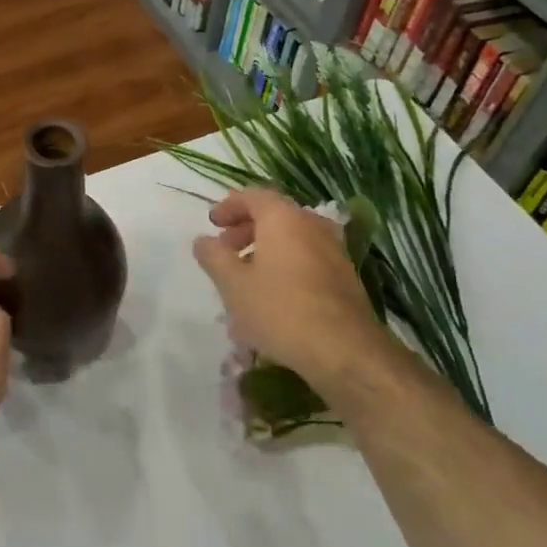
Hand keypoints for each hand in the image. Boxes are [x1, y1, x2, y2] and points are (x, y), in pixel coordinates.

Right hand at [193, 187, 394, 401]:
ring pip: (292, 238)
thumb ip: (214, 257)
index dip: (229, 206)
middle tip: (225, 250)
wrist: (344, 350)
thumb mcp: (233, 284)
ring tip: (245, 276)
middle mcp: (312, 225)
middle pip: (274, 215)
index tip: (212, 223)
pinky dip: (285, 265)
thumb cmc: (279, 310)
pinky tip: (272, 295)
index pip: (253, 196)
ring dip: (265, 249)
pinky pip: (307, 258)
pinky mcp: (344, 276)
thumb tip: (202, 240)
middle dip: (245, 229)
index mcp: (283, 218)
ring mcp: (333, 250)